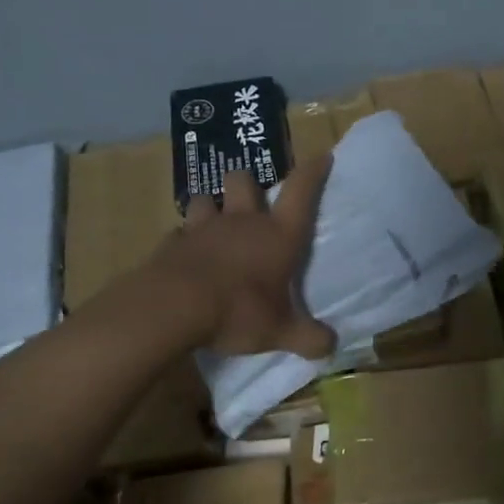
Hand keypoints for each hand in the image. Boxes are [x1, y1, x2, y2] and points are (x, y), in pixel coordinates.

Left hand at [148, 155, 336, 358]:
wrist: (173, 308)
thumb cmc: (238, 311)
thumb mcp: (280, 332)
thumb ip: (307, 338)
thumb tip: (331, 347)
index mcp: (277, 235)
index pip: (301, 192)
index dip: (313, 172)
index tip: (321, 156)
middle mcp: (242, 223)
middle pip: (244, 180)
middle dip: (248, 183)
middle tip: (250, 200)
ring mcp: (203, 229)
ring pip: (206, 199)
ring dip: (211, 207)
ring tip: (214, 224)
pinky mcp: (172, 244)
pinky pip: (179, 233)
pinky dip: (184, 241)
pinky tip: (186, 257)